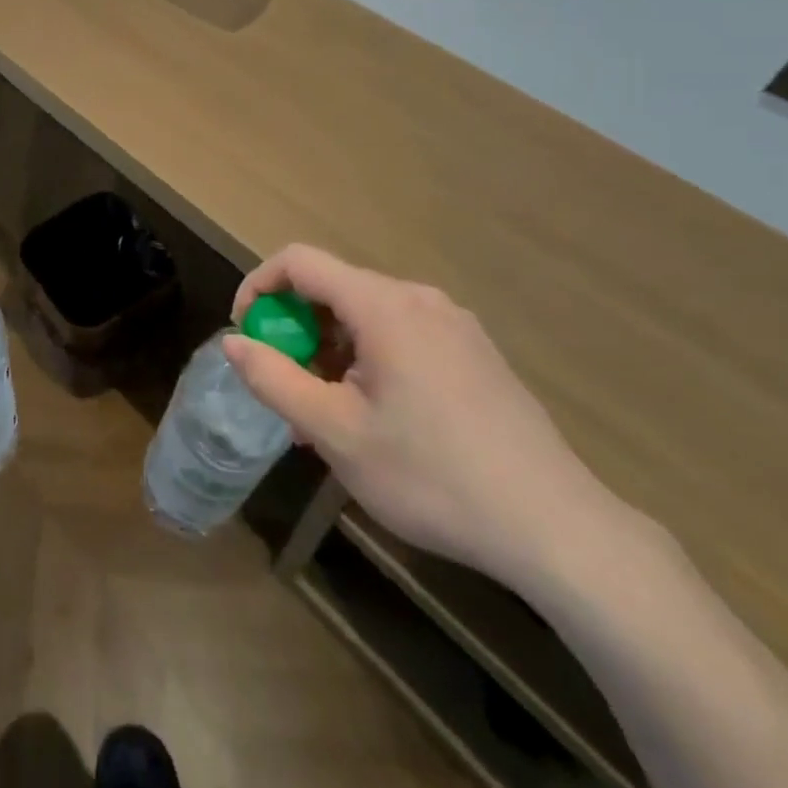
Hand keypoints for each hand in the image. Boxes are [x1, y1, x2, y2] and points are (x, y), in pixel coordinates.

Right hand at [225, 245, 623, 588]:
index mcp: (383, 305)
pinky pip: (403, 335)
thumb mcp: (336, 433)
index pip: (299, 261)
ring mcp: (454, 324)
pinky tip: (378, 418)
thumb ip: (275, 380)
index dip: (259, 287)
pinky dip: (370, 359)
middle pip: (335, 289)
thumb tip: (233, 342)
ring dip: (332, 351)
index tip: (246, 336)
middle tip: (288, 391)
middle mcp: (419, 298)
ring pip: (368, 316)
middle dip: (297, 331)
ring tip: (329, 417)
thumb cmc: (432, 475)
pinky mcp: (475, 352)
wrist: (554, 526)